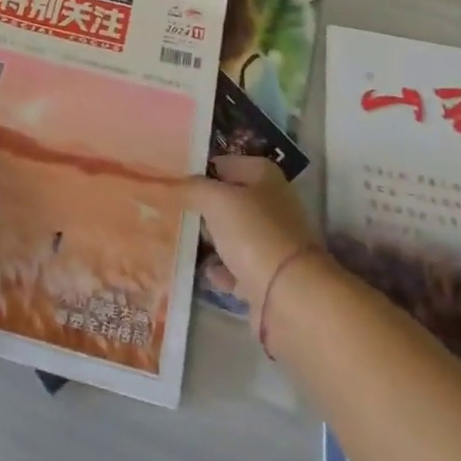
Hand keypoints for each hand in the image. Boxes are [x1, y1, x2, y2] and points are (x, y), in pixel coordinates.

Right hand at [184, 155, 321, 309]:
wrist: (289, 296)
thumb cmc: (252, 233)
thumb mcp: (215, 200)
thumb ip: (192, 188)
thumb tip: (172, 183)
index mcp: (263, 175)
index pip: (223, 164)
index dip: (198, 171)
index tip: (172, 182)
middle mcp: (271, 203)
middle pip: (228, 199)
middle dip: (203, 207)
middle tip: (174, 211)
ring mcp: (271, 240)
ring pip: (232, 233)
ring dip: (211, 239)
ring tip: (182, 241)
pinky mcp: (268, 274)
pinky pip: (237, 266)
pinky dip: (222, 269)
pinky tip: (206, 272)